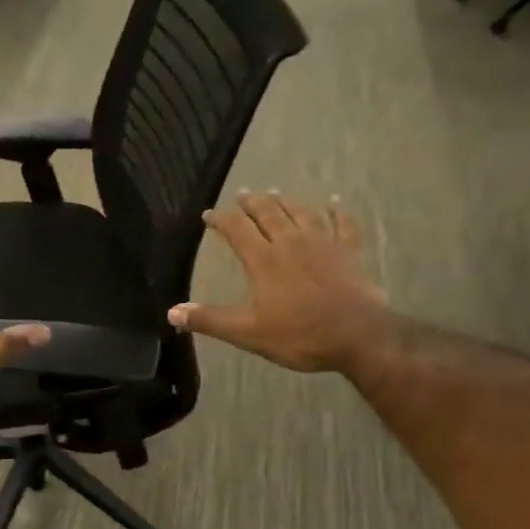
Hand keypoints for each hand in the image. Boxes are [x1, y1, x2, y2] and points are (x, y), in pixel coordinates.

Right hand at [168, 191, 390, 373]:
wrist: (357, 335)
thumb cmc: (300, 335)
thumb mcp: (248, 333)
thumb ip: (211, 320)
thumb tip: (172, 312)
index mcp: (264, 260)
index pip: (237, 230)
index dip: (220, 220)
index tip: (208, 214)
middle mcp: (291, 243)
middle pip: (268, 213)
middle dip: (252, 203)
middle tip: (243, 194)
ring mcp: (323, 244)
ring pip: (301, 213)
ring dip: (286, 202)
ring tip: (275, 193)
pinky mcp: (349, 252)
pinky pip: (343, 224)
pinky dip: (337, 211)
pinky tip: (334, 202)